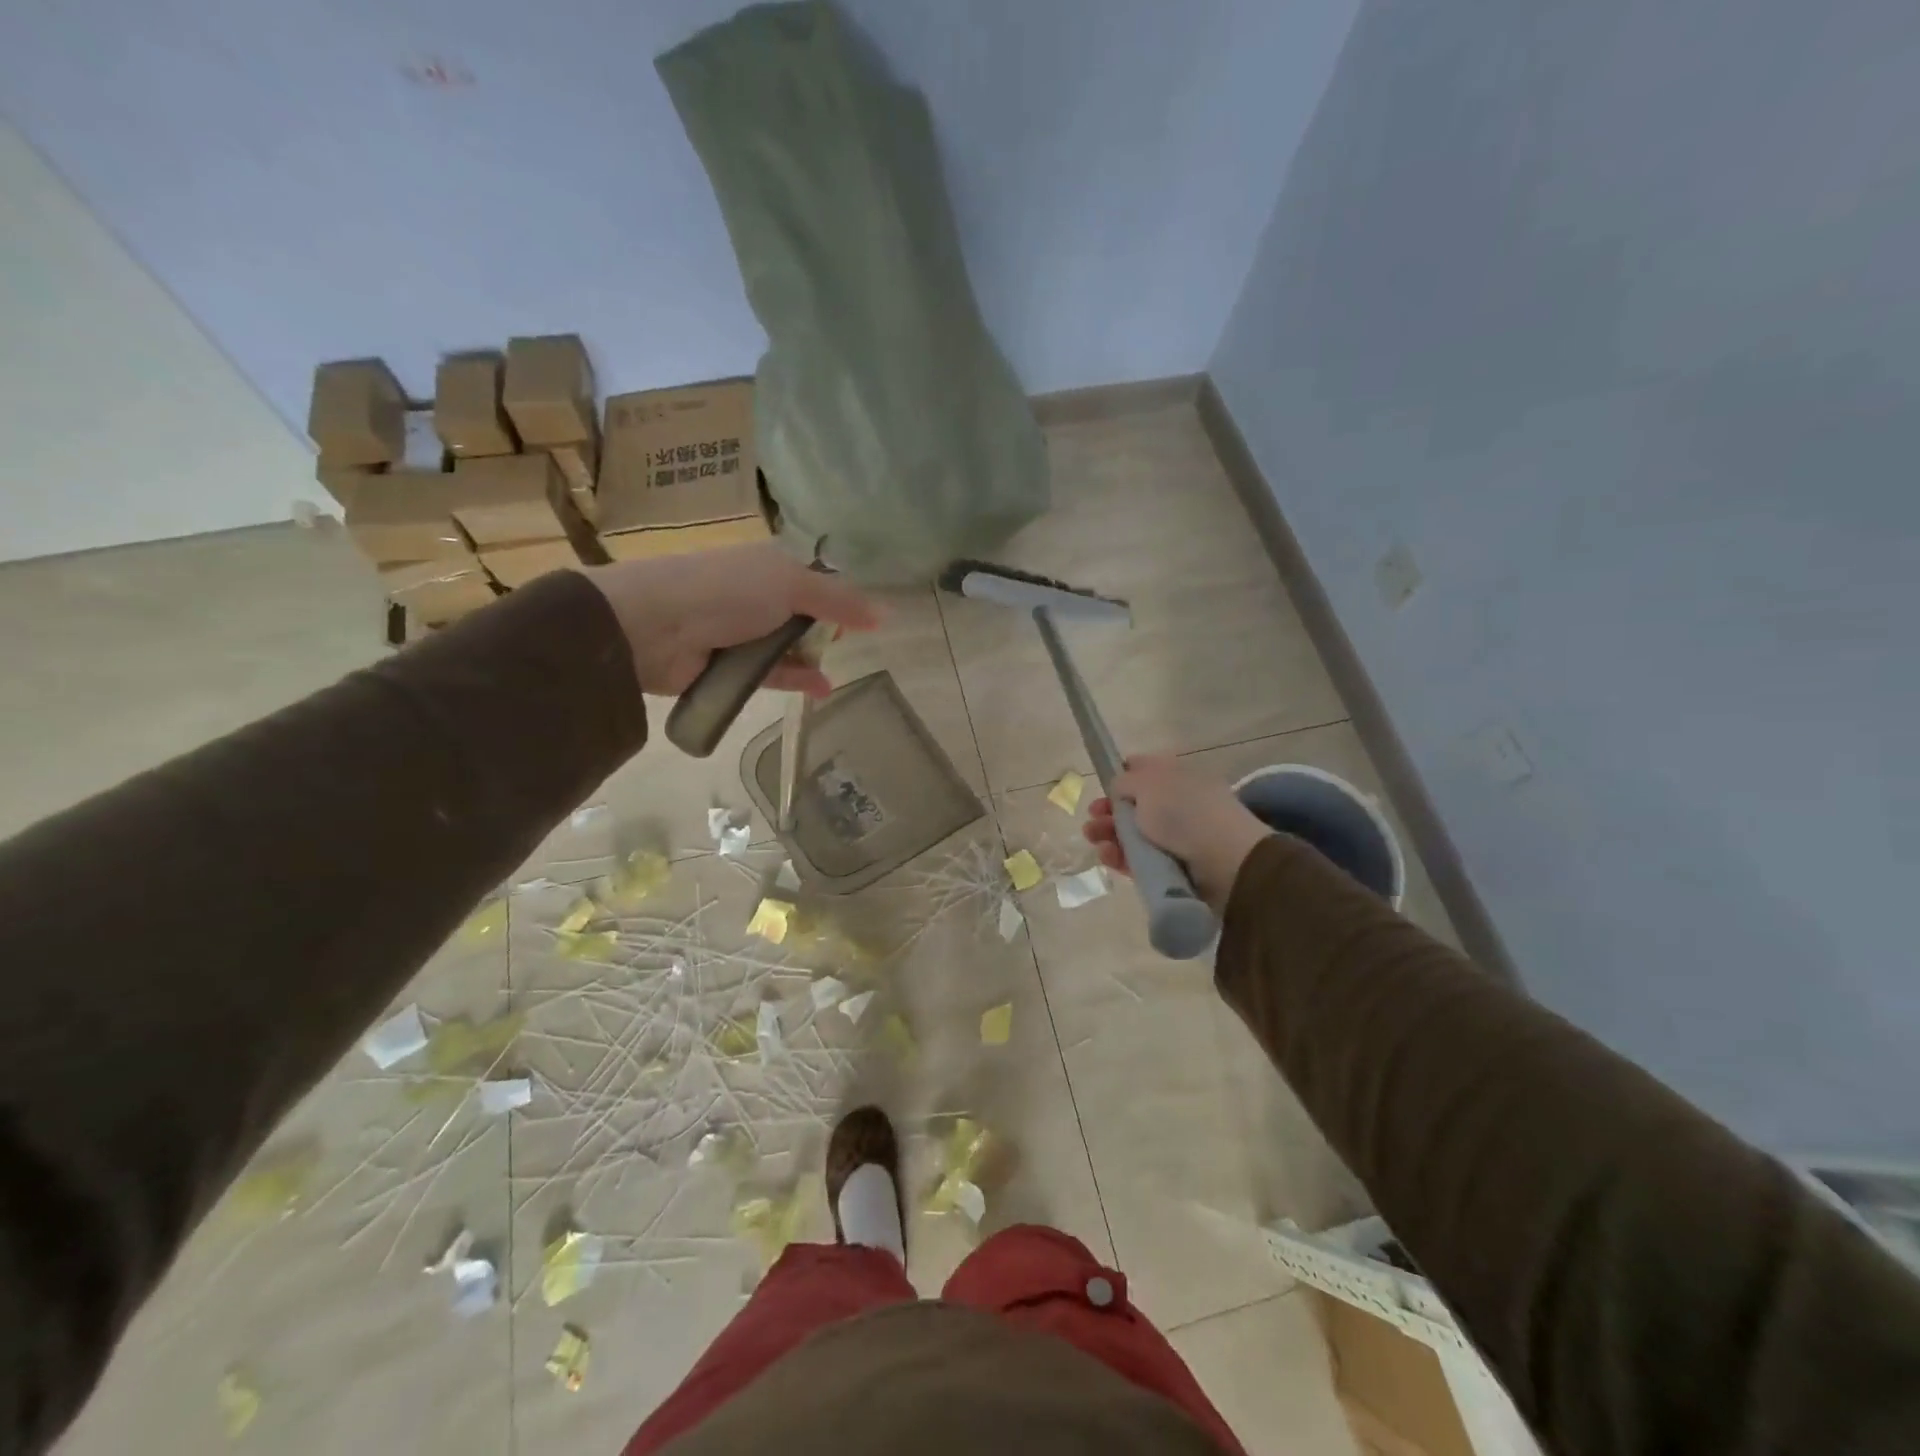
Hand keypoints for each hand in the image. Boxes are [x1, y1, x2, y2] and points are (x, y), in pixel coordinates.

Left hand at [583, 545, 880, 696]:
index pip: (814, 578)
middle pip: (802, 614)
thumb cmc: (727, 592)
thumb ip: (839, 600)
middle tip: (850, 644)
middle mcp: (755, 595)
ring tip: (841, 671)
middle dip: (826, 629)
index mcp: (768, 564)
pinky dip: (796, 680)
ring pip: (787, 646)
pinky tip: (822, 689)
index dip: (839, 595)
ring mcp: (740, 632)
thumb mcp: (791, 584)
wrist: (653, 626)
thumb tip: (886, 614)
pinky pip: (771, 674)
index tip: (862, 617)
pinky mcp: (730, 668)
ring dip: (812, 658)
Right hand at [1083, 754, 1271, 910]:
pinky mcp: (1173, 867)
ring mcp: (1177, 837)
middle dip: (1109, 811)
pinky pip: (1140, 859)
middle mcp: (1178, 803)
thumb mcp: (1148, 784)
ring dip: (1109, 834)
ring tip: (1094, 839)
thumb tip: (1119, 790)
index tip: (1104, 787)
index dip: (1121, 776)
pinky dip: (1121, 857)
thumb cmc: (1184, 812)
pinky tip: (1107, 856)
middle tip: (1093, 819)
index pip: (1145, 769)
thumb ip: (1124, 782)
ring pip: (1134, 834)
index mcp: (1178, 776)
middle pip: (1135, 805)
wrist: (1226, 862)